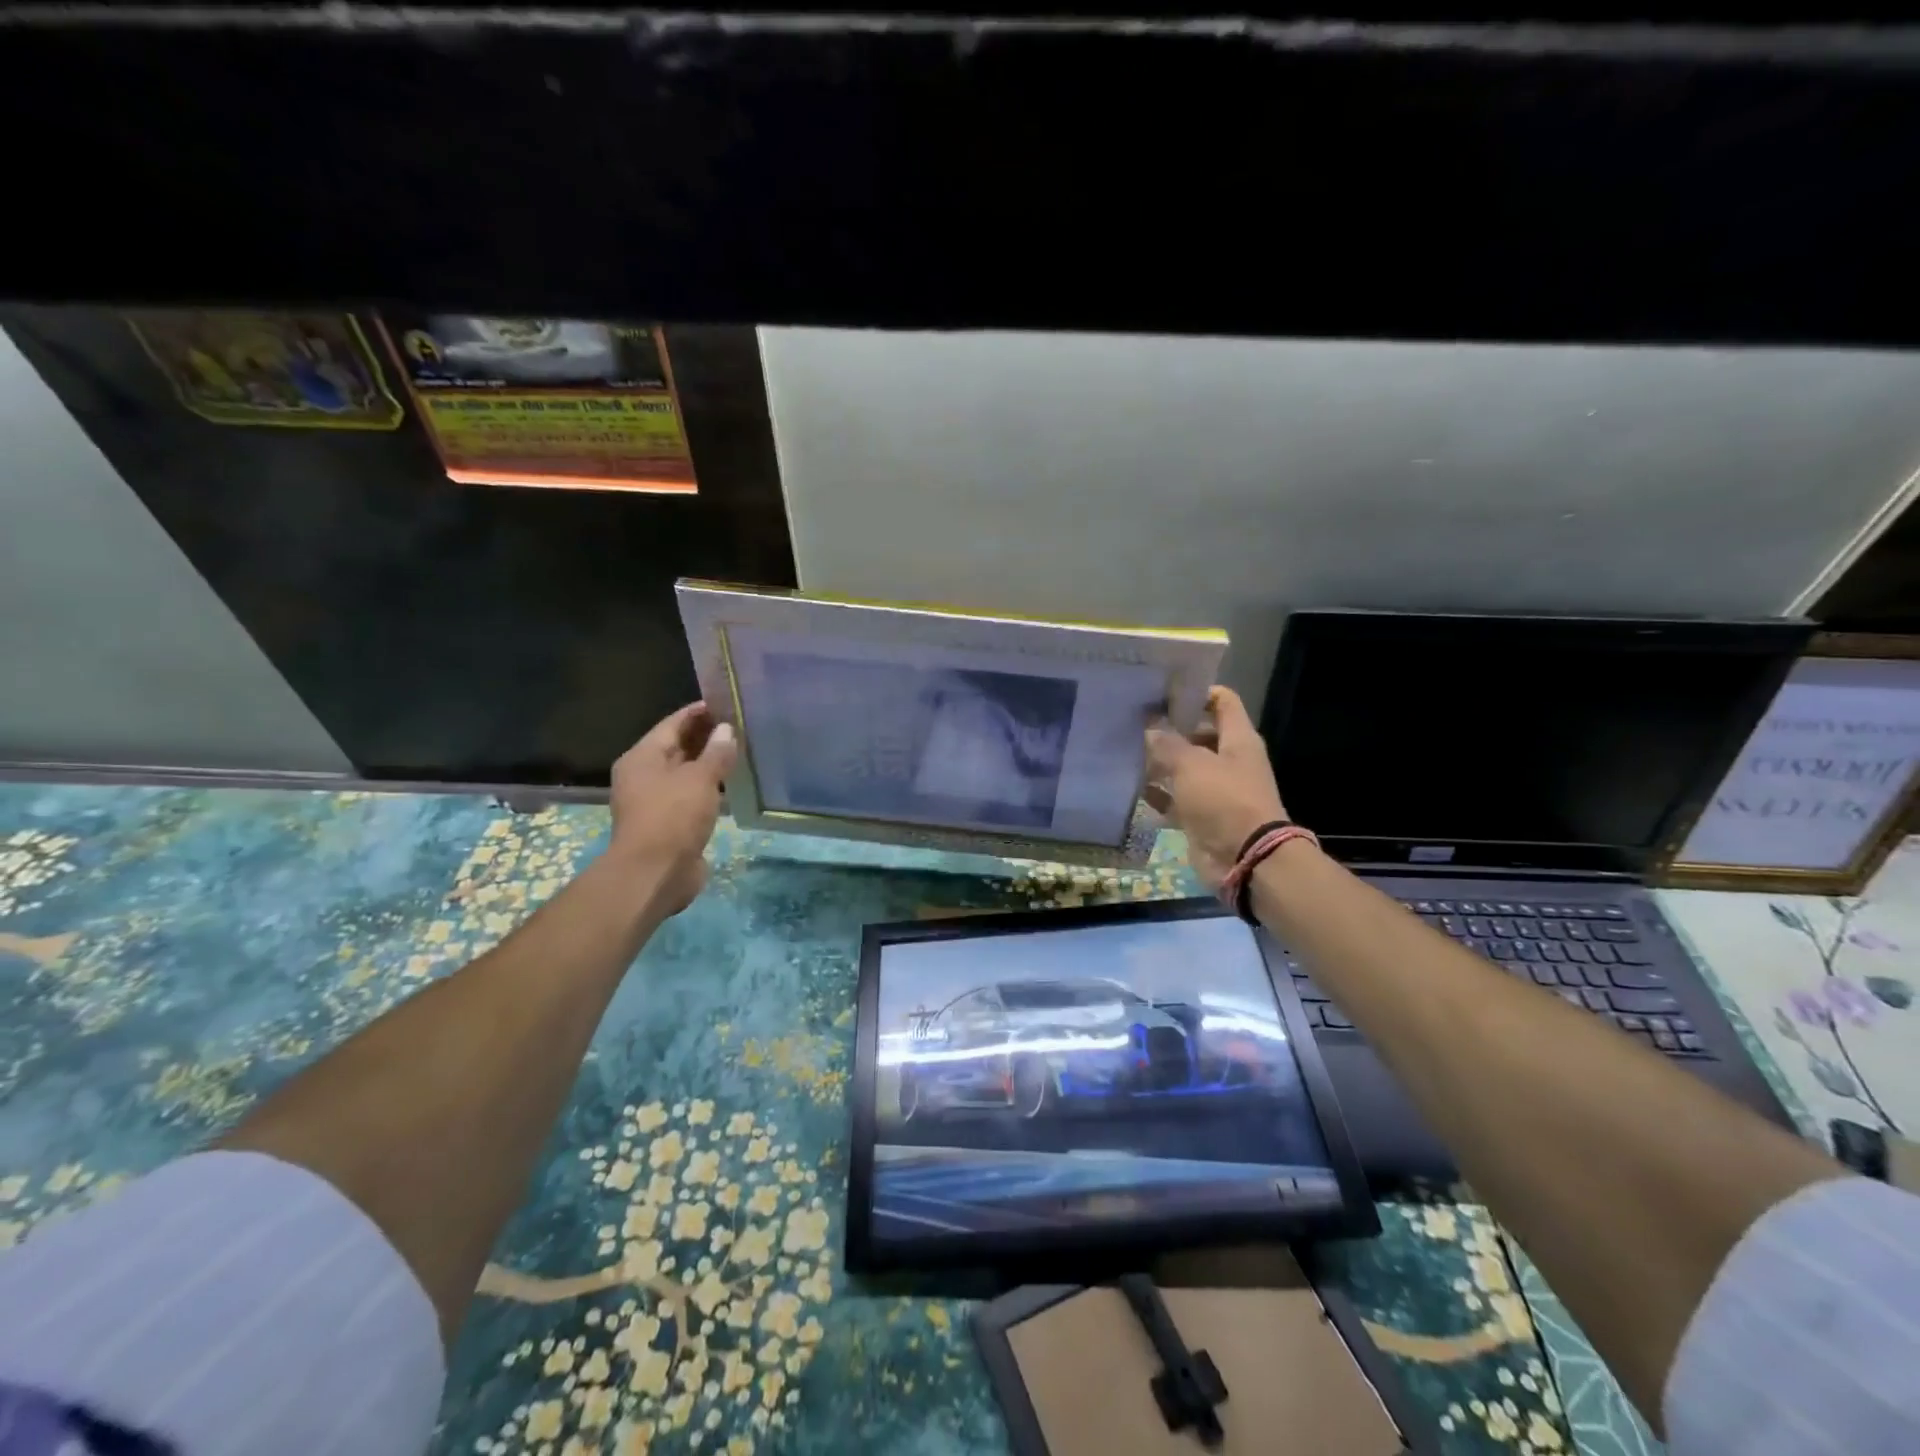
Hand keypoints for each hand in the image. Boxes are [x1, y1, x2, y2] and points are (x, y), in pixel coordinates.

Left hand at [608, 702, 737, 912]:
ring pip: (687, 772)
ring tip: (742, 751)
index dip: (699, 712)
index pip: (673, 723)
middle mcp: (645, 775)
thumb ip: (716, 753)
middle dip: (707, 736)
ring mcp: (656, 800)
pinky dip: (710, 787)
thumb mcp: (700, 779)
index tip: (728, 702)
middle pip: (678, 747)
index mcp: (642, 757)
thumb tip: (726, 730)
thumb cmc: (673, 817)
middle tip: (741, 725)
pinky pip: (692, 795)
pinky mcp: (670, 823)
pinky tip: (733, 783)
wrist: (655, 874)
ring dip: (710, 763)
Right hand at [1146, 687, 1288, 892]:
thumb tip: (1150, 727)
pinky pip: (1176, 799)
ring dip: (1159, 764)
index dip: (1195, 692)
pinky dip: (1159, 795)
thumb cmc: (1223, 800)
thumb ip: (1167, 743)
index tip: (1162, 693)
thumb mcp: (1191, 764)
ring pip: (1184, 768)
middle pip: (1199, 735)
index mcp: (1238, 739)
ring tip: (1126, 754)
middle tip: (1134, 724)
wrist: (1245, 859)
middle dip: (1169, 730)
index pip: (1222, 701)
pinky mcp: (1202, 816)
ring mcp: (1216, 790)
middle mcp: (1229, 760)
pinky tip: (1133, 789)